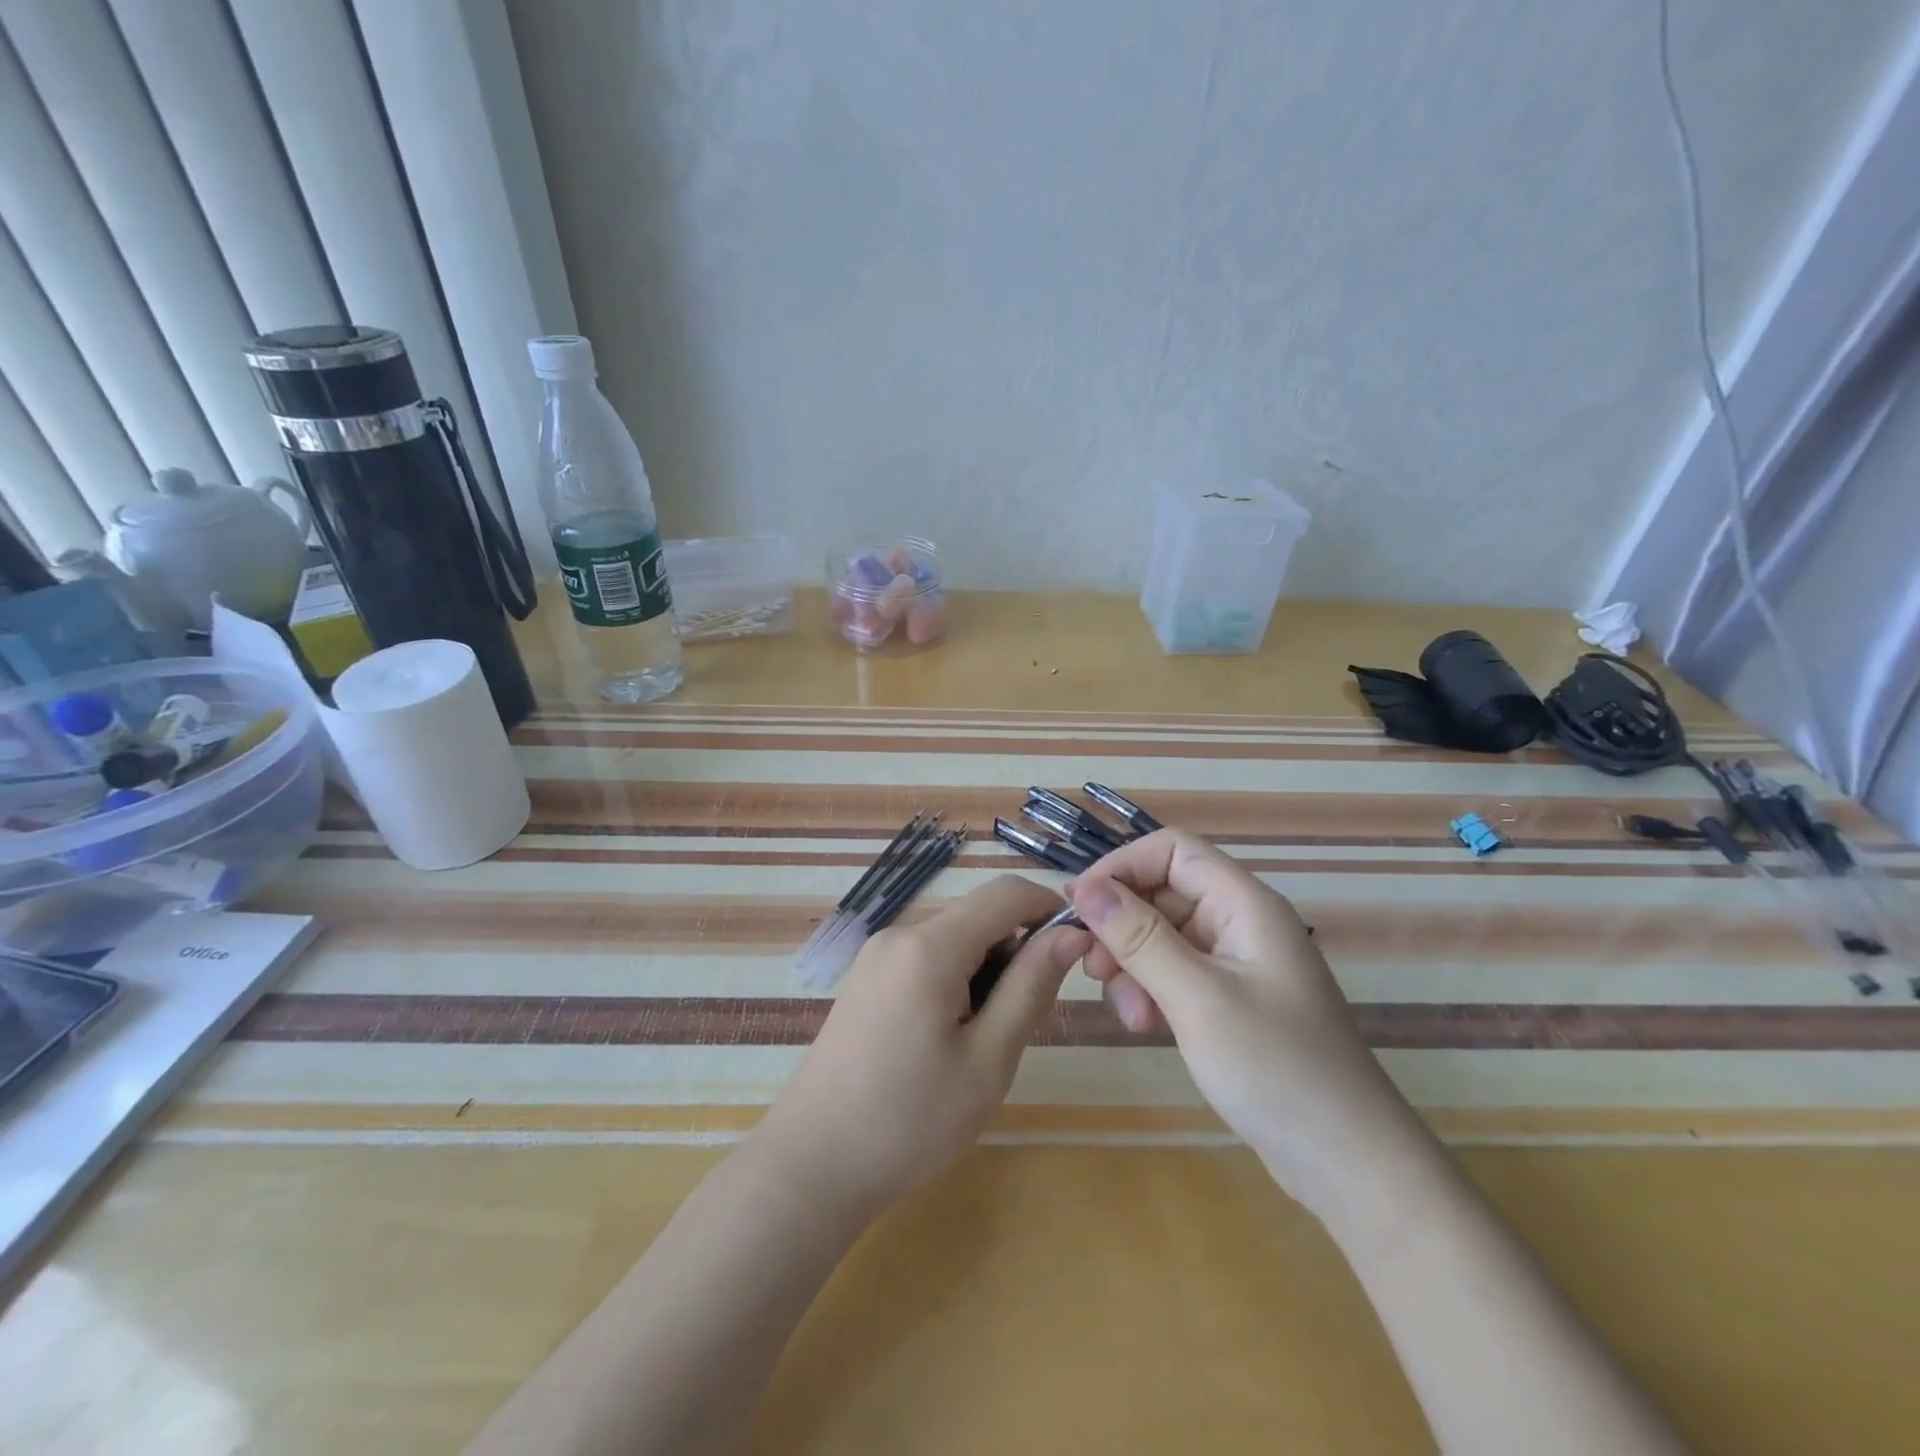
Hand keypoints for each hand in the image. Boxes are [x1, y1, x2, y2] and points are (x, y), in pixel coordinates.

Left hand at [750, 875, 1092, 1226]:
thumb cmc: (910, 1121)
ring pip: (955, 939)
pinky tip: (947, 1039)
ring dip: (985, 971)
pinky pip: (927, 958)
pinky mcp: (866, 977)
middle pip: (979, 916)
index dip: (1049, 909)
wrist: (813, 1165)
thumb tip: (1069, 935)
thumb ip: (1031, 988)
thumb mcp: (988, 1060)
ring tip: (981, 1042)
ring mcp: (877, 954)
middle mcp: (900, 934)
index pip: (1006, 893)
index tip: (1076, 952)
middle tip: (1021, 1022)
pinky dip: (955, 981)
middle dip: (1015, 952)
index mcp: (930, 946)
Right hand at [1071, 830, 1425, 1216]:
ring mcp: (1237, 964)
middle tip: (1091, 968)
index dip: (1122, 866)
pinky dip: (1150, 990)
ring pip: (1162, 936)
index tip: (1080, 905)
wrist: (1350, 1164)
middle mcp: (1240, 923)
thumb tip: (1085, 887)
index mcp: (1245, 905)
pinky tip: (1145, 1026)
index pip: (1173, 850)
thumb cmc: (1277, 1070)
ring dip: (1132, 964)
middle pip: (1163, 892)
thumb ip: (1139, 938)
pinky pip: (1175, 973)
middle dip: (1122, 925)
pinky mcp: (1230, 1000)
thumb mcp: (1198, 998)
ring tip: (1126, 1011)